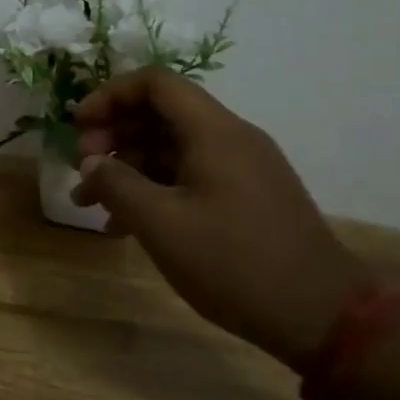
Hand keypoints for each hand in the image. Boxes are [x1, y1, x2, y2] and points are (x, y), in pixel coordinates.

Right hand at [70, 70, 367, 367]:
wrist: (321, 316)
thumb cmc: (234, 262)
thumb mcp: (161, 224)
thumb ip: (117, 184)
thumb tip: (91, 163)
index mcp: (214, 132)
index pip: (155, 83)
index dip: (110, 95)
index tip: (78, 126)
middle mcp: (229, 139)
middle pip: (160, 114)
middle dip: (113, 135)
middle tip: (83, 170)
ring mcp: (240, 169)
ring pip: (170, 148)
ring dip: (126, 168)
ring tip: (91, 204)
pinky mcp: (244, 197)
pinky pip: (187, 176)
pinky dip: (152, 189)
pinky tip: (124, 225)